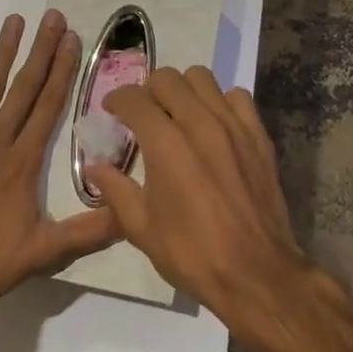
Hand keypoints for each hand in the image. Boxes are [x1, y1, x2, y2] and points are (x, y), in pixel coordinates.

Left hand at [0, 10, 122, 304]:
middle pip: (23, 88)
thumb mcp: (42, 254)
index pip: (48, 107)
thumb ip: (86, 233)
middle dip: (41, 51)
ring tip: (14, 20)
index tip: (72, 39)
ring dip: (2, 53)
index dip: (63, 71)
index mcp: (22, 162)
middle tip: (53, 16)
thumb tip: (130, 214)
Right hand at [85, 66, 311, 326]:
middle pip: (167, 78)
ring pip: (202, 79)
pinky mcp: (258, 135)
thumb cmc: (192, 253)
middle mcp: (199, 123)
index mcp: (165, 144)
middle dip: (148, 90)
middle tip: (143, 114)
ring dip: (183, 90)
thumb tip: (94, 167)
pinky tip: (214, 125)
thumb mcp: (141, 228)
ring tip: (178, 113)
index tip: (111, 110)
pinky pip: (237, 97)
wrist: (255, 273)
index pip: (134, 99)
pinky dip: (221, 102)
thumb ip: (115, 189)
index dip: (116, 99)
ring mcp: (233, 126)